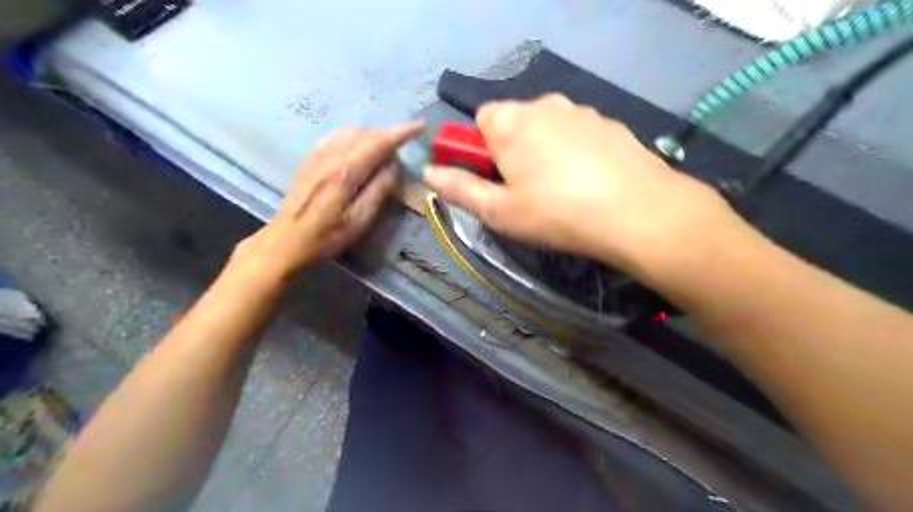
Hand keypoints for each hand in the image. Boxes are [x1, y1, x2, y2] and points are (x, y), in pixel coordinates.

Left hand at [233, 125, 424, 280]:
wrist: (286, 240)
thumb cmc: (327, 235)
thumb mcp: (360, 220)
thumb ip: (379, 190)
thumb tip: (394, 165)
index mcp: (345, 171)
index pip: (379, 143)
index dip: (401, 133)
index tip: (420, 126)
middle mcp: (330, 155)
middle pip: (365, 133)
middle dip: (388, 135)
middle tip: (403, 147)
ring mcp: (317, 154)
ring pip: (350, 132)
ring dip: (371, 135)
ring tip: (383, 150)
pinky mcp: (309, 159)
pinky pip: (336, 136)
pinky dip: (354, 137)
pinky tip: (358, 149)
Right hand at [424, 93, 744, 281]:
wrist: (638, 212)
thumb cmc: (556, 213)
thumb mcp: (499, 211)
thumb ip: (459, 189)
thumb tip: (428, 172)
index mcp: (511, 121)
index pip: (480, 119)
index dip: (481, 149)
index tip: (494, 179)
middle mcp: (544, 104)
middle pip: (514, 121)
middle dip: (511, 150)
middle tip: (526, 190)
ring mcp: (581, 111)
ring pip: (547, 127)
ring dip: (543, 150)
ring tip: (560, 190)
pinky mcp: (609, 124)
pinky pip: (577, 133)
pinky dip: (574, 152)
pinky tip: (588, 182)